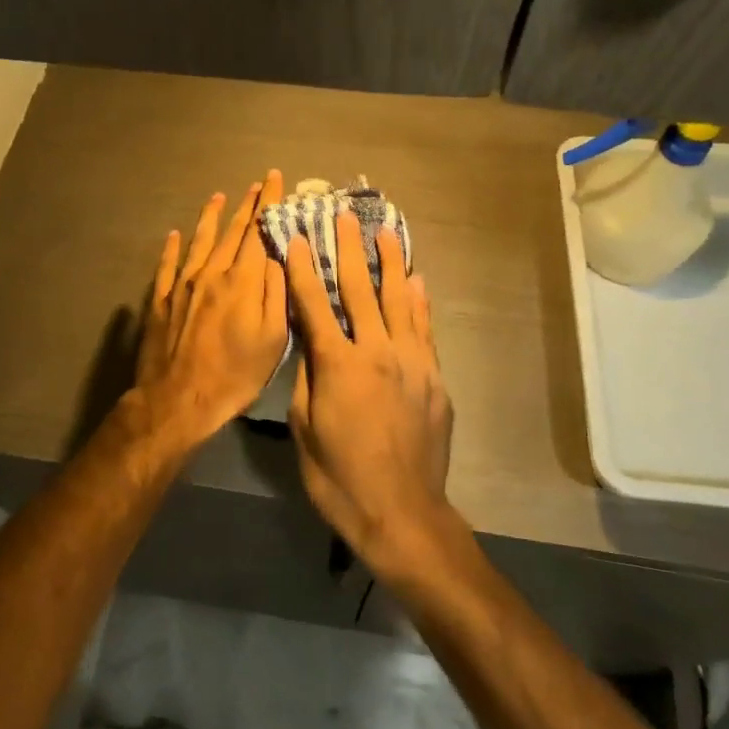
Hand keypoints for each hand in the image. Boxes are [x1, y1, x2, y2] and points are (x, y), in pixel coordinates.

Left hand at [132, 170, 289, 448]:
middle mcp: (212, 272)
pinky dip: (172, 246)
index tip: (274, 179)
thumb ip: (278, 293)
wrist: (177, 399)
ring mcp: (182, 284)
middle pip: (232, 231)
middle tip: (256, 184)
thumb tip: (279, 257)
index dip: (268, 203)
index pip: (259, 231)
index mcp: (243, 281)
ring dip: (212, 216)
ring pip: (200, 240)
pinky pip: (167, 264)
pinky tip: (174, 234)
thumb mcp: (273, 340)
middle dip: (247, 204)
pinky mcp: (160, 299)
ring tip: (219, 196)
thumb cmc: (235, 375)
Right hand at [286, 209, 455, 570]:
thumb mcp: (304, 429)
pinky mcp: (434, 378)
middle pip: (360, 290)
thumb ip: (307, 377)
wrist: (403, 513)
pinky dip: (420, 301)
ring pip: (400, 300)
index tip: (295, 237)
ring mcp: (411, 362)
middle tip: (345, 215)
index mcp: (337, 364)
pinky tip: (417, 280)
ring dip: (390, 262)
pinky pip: (425, 329)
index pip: (314, 304)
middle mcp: (376, 351)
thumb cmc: (340, 477)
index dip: (301, 268)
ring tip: (385, 231)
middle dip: (349, 249)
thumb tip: (309, 342)